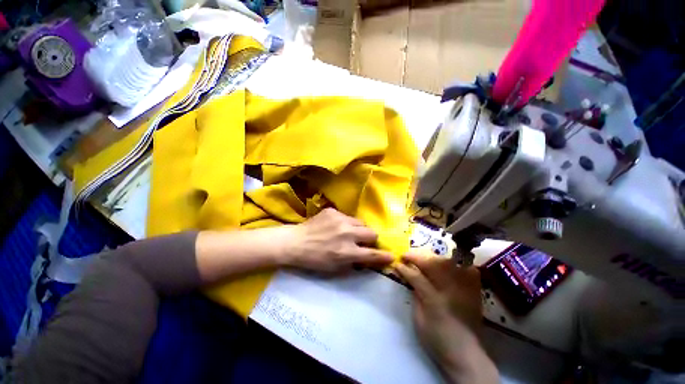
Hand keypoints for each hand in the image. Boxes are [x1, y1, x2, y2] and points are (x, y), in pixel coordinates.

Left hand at [283, 208, 393, 273]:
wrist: (295, 242)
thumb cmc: (314, 260)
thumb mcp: (335, 268)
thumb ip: (354, 262)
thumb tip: (367, 258)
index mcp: (346, 251)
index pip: (372, 254)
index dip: (383, 256)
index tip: (391, 256)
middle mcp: (347, 233)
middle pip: (372, 233)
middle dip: (371, 239)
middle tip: (363, 242)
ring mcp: (340, 219)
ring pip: (361, 222)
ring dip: (358, 229)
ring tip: (348, 232)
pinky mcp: (333, 211)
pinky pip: (347, 216)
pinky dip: (345, 223)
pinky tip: (335, 226)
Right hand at [394, 252, 497, 383]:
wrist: (466, 354)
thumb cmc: (437, 339)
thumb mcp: (418, 319)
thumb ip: (415, 295)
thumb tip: (410, 277)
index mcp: (434, 300)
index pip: (416, 276)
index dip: (404, 268)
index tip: (397, 264)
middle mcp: (451, 290)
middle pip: (433, 263)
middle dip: (416, 257)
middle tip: (406, 256)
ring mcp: (465, 288)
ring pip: (448, 262)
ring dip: (432, 257)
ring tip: (423, 259)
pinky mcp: (475, 290)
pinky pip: (467, 268)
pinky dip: (456, 263)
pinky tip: (447, 263)